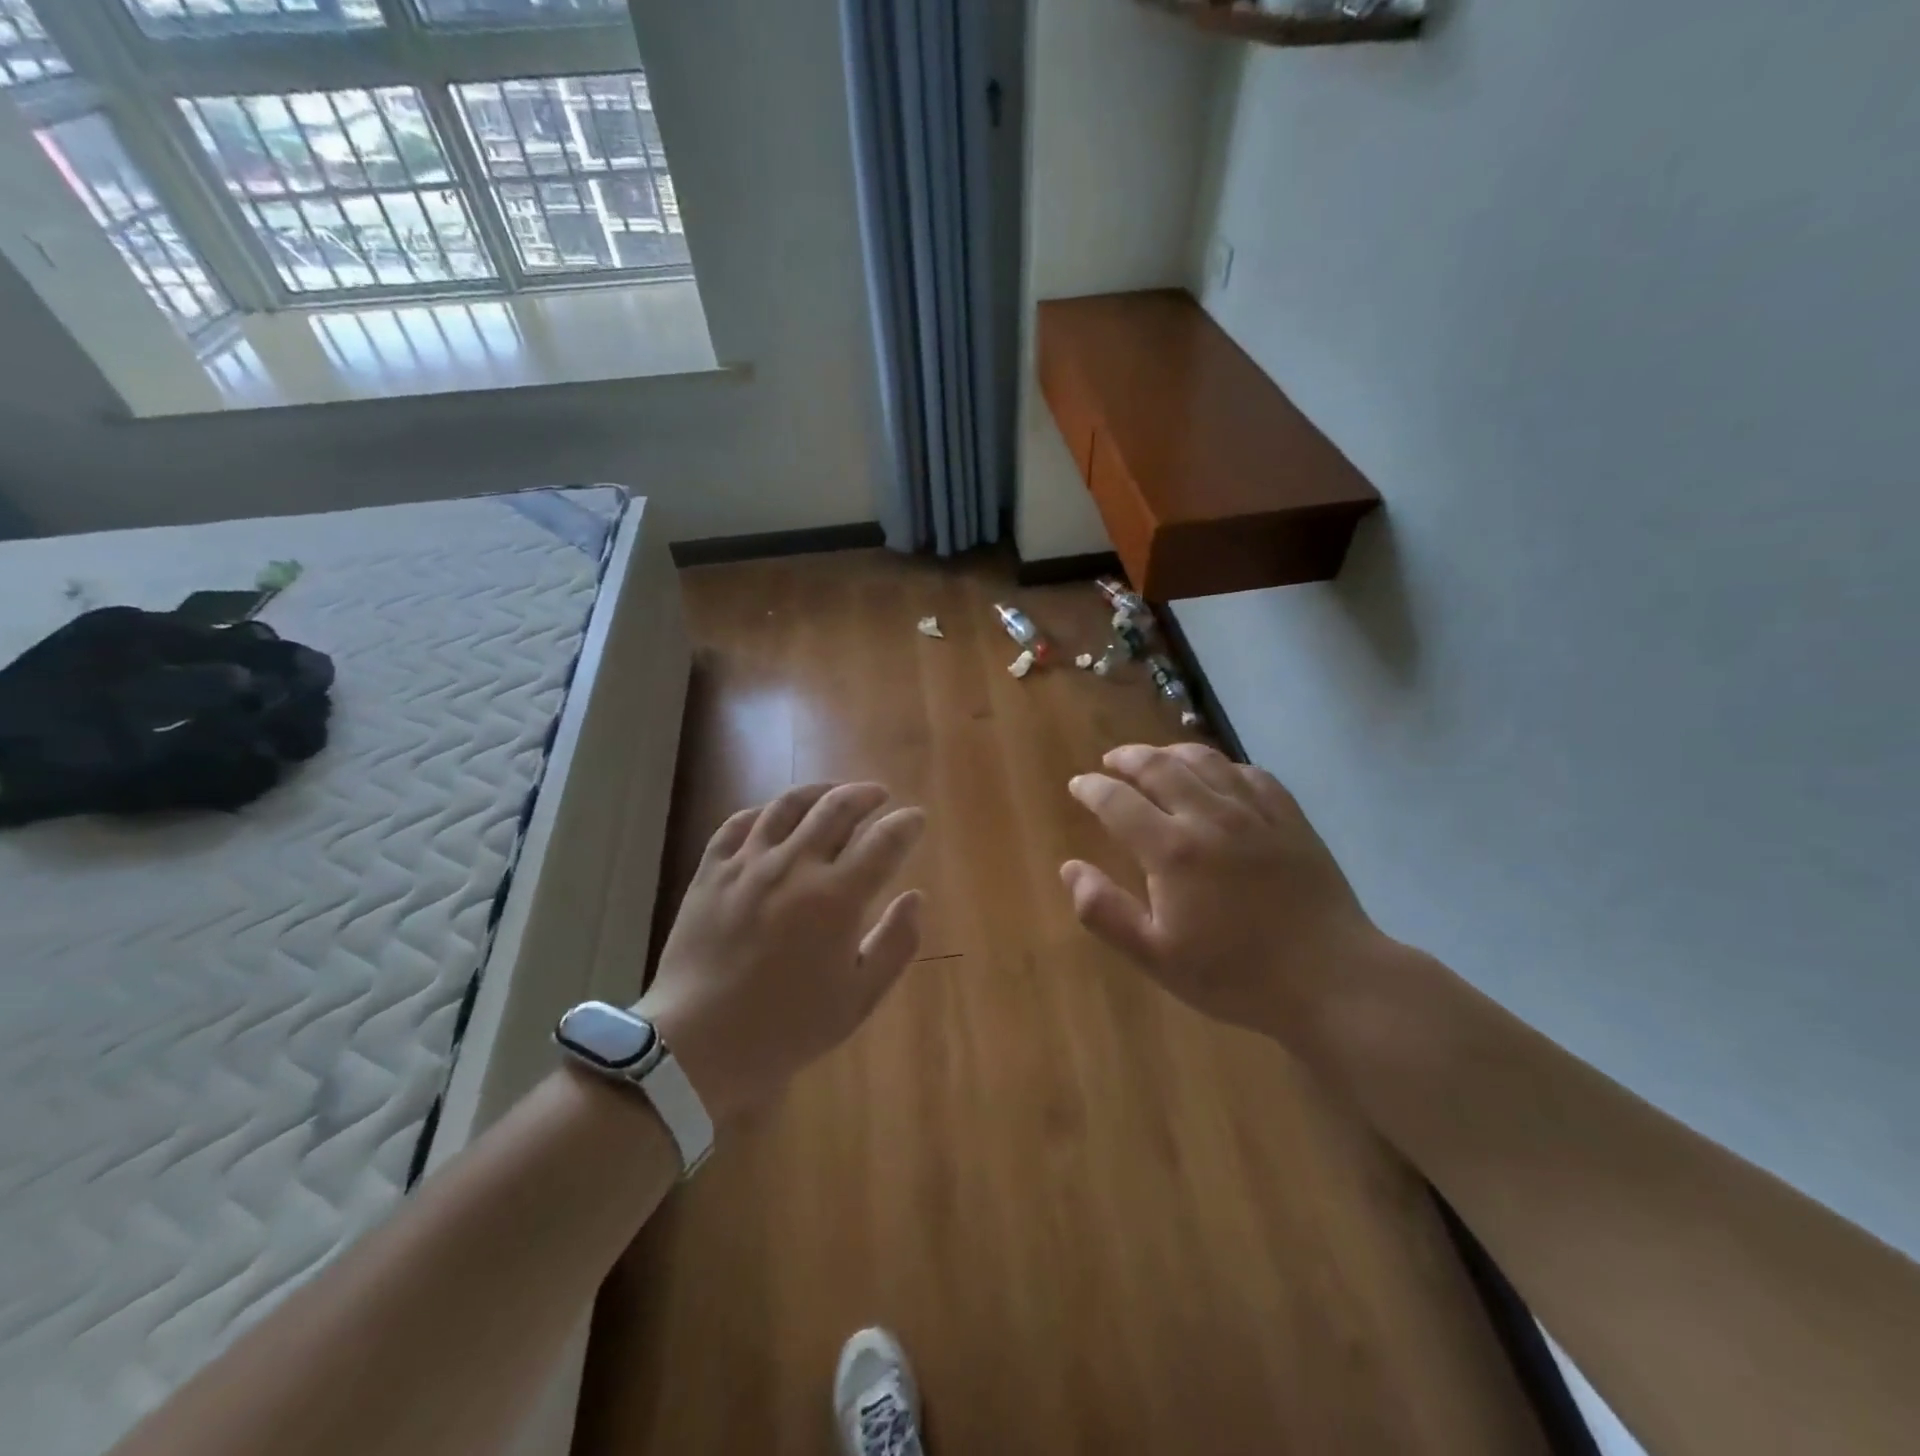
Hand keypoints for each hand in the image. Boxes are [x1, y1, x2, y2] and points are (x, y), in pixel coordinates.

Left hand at [637, 782, 925, 1120]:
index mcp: (836, 898)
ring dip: (819, 792)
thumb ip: (896, 944)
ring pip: (788, 805)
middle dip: (865, 794)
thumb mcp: (859, 998)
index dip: (906, 824)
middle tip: (879, 795)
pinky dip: (764, 812)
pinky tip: (774, 817)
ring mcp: (747, 864)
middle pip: (837, 808)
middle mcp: (794, 867)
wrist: (698, 1045)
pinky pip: (739, 823)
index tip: (916, 818)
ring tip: (833, 793)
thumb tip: (915, 897)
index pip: (883, 841)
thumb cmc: (788, 1027)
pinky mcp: (711, 871)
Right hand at [1061, 743, 1387, 1047]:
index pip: (1118, 801)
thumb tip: (1069, 868)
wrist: (1330, 980)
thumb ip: (1105, 911)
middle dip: (1128, 758)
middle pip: (1160, 767)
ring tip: (1156, 759)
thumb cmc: (1236, 975)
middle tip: (1112, 761)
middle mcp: (1210, 817)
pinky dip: (1223, 765)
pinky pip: (1250, 773)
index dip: (1092, 788)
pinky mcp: (1290, 818)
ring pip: (1205, 760)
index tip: (1078, 784)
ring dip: (1171, 752)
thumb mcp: (1157, 957)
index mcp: (1172, 850)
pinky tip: (1218, 775)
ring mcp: (1255, 813)